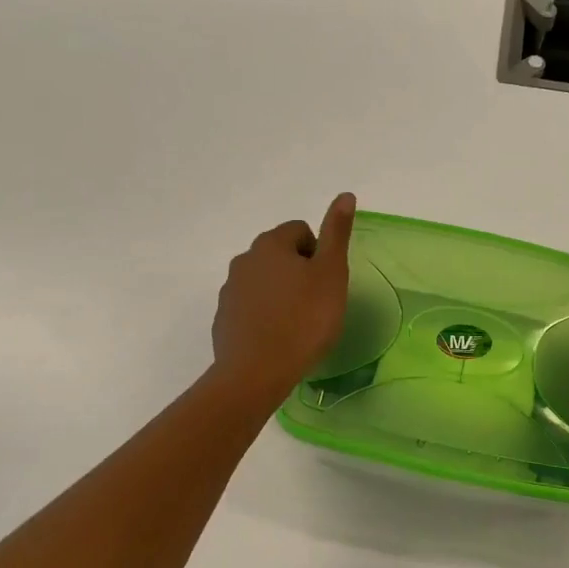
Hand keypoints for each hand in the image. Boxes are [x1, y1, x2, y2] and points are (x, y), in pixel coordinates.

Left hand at [210, 194, 356, 404]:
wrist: (257, 372)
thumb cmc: (304, 320)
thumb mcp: (331, 274)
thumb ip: (337, 233)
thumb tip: (345, 195)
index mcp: (271, 244)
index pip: (301, 231)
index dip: (319, 254)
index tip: (326, 283)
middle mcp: (244, 260)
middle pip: (280, 255)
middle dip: (299, 273)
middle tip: (316, 304)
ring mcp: (229, 290)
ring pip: (264, 282)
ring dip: (281, 294)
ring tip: (297, 324)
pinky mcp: (223, 318)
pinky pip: (250, 307)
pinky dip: (265, 315)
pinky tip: (277, 339)